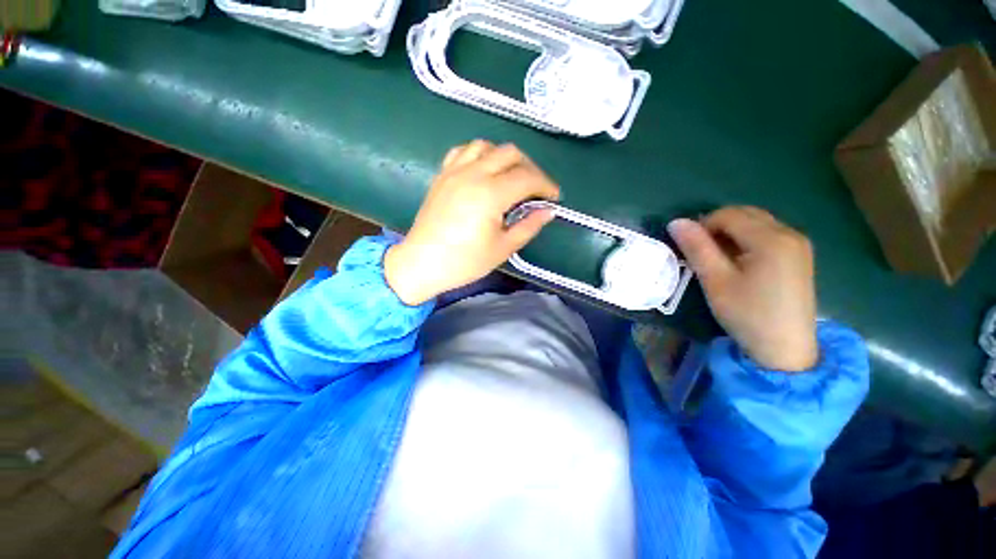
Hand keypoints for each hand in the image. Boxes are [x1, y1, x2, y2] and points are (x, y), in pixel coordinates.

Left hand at [384, 140, 560, 305]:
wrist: (422, 263)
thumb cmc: (464, 261)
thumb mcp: (503, 248)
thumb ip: (528, 226)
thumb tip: (549, 211)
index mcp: (490, 194)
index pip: (527, 177)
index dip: (546, 185)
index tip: (554, 197)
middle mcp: (473, 174)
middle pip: (510, 153)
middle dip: (530, 168)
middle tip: (536, 189)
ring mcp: (454, 171)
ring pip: (487, 146)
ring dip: (505, 158)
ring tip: (511, 177)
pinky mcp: (442, 175)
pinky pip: (464, 151)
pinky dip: (480, 154)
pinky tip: (484, 170)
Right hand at [668, 207, 818, 371]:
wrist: (786, 349)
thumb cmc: (747, 314)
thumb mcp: (715, 281)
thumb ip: (696, 248)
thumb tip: (676, 222)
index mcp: (771, 238)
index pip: (728, 214)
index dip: (702, 226)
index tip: (689, 249)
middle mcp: (790, 233)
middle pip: (745, 214)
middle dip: (717, 227)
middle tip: (702, 253)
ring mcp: (799, 244)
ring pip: (757, 223)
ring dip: (732, 234)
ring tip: (719, 260)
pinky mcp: (800, 256)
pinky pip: (768, 235)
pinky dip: (747, 241)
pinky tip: (740, 264)